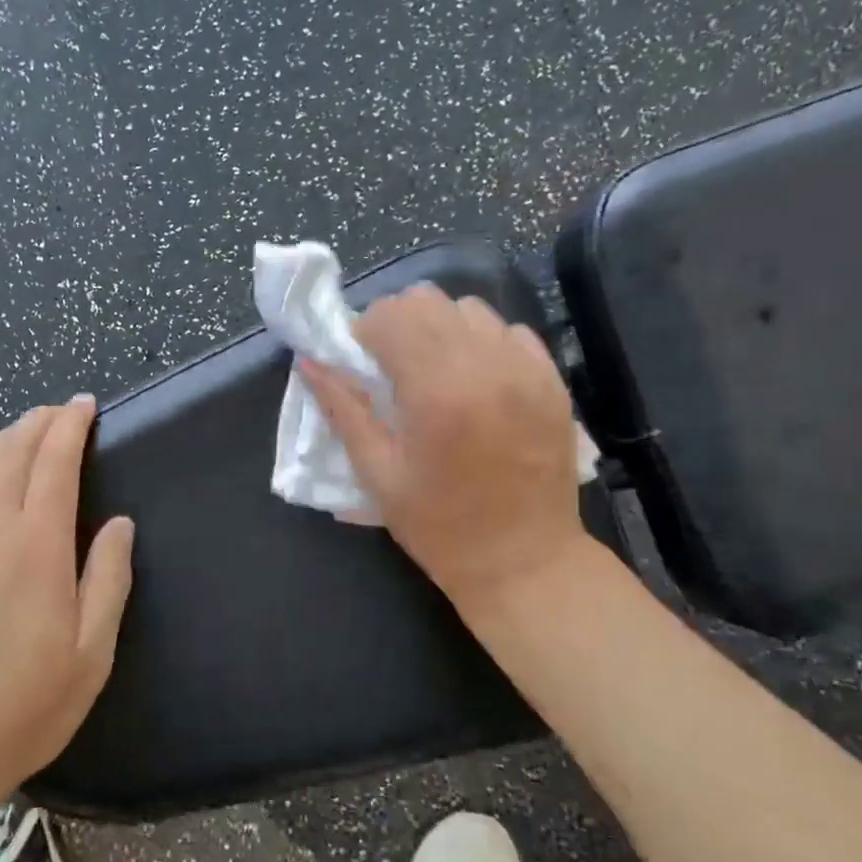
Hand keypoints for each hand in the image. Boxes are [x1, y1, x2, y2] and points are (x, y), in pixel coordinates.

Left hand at [0, 396, 134, 802]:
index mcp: (36, 545)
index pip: (53, 462)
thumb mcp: (92, 651)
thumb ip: (108, 578)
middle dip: (37, 422)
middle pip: (10, 452)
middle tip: (58, 411)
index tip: (84, 404)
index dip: (69, 426)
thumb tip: (118, 524)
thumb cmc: (27, 703)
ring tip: (20, 432)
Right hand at [303, 285, 590, 616]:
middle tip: (391, 366)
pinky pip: (508, 331)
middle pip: (428, 300)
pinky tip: (474, 382)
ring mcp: (526, 369)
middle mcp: (485, 366)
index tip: (361, 364)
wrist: (525, 561)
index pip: (391, 316)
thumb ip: (342, 410)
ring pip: (469, 309)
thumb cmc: (439, 526)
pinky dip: (481, 343)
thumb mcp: (377, 475)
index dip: (365, 332)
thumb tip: (309, 362)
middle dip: (398, 323)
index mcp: (436, 392)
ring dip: (440, 329)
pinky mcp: (552, 380)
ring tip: (434, 373)